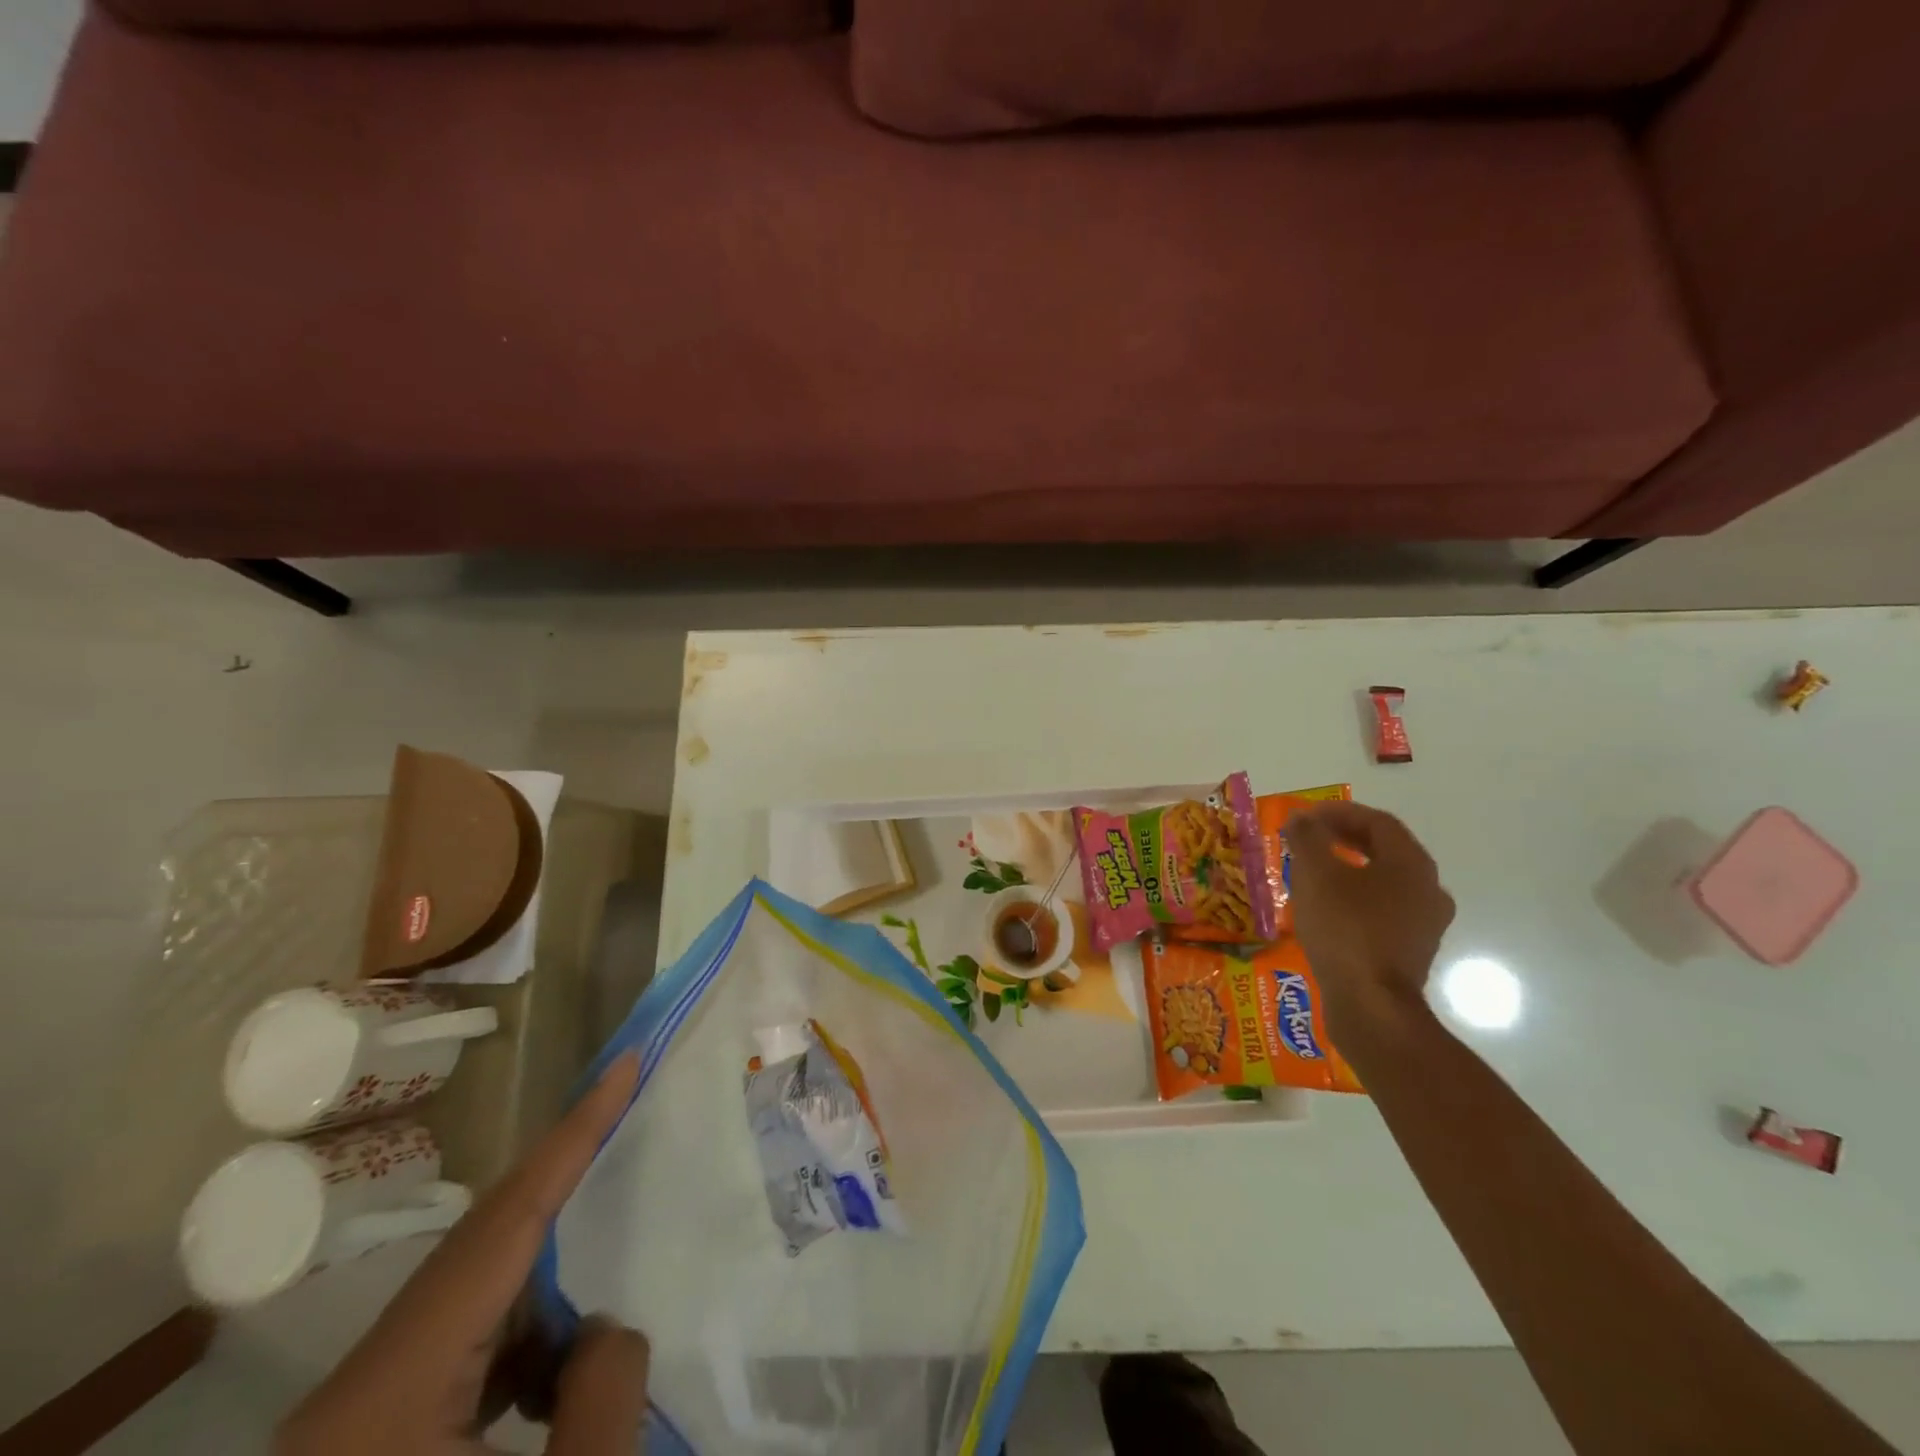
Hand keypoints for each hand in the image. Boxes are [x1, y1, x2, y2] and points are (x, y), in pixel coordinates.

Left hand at [279, 1051, 647, 1455]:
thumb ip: (604, 1397)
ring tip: (608, 1297)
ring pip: (472, 1308)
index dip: (574, 1132)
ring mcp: (352, 1423)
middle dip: (566, 1196)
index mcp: (390, 1388)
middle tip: (630, 1133)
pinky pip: (458, 1361)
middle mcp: (359, 1388)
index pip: (505, 1220)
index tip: (624, 1064)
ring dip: (548, 1293)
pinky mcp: (364, 1448)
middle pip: (482, 1253)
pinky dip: (519, 1350)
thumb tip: (609, 1321)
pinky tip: (557, 1382)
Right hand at [1285, 801, 1454, 1030]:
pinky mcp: (1410, 952)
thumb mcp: (1315, 875)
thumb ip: (1307, 839)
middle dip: (1345, 838)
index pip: (1378, 822)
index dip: (1339, 812)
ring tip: (1313, 872)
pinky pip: (1383, 911)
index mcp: (1411, 865)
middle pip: (1385, 850)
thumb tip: (1301, 818)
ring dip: (1350, 869)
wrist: (1371, 1006)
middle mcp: (1428, 890)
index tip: (1306, 816)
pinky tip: (1327, 910)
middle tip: (1309, 838)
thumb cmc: (1345, 929)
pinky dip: (1355, 899)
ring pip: (1384, 882)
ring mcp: (1424, 924)